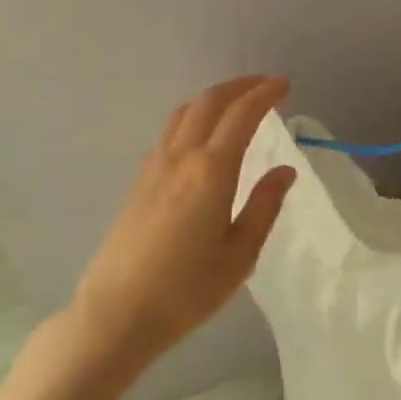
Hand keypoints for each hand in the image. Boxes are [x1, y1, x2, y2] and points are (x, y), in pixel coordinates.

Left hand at [72, 76, 295, 367]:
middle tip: (264, 85)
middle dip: (239, 86)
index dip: (264, 94)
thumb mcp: (240, 255)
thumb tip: (284, 171)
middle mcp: (181, 157)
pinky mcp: (138, 181)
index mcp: (211, 171)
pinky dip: (192, 117)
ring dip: (213, 98)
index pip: (242, 115)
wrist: (116, 313)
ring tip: (234, 104)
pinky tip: (200, 138)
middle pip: (209, 102)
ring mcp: (154, 166)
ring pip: (184, 112)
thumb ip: (264, 206)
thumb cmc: (186, 290)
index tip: (284, 85)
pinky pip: (169, 132)